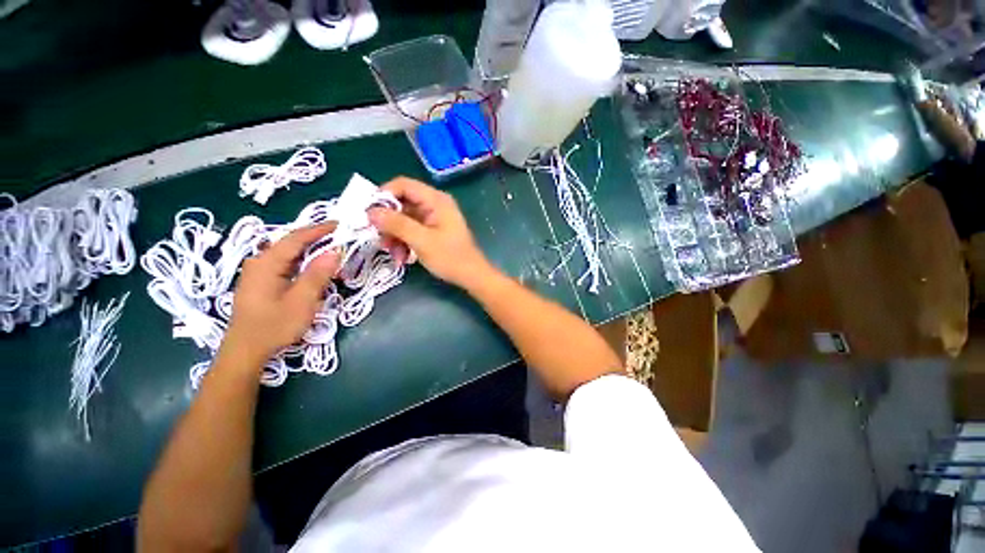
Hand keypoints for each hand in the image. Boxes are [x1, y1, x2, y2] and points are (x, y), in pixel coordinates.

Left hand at [223, 223, 341, 360]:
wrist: (246, 351)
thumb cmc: (274, 326)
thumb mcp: (302, 301)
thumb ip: (318, 274)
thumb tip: (335, 251)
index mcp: (267, 263)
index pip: (296, 238)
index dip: (319, 229)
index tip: (340, 224)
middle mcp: (259, 263)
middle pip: (291, 244)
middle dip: (316, 240)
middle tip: (340, 239)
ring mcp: (258, 273)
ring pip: (288, 255)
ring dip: (311, 253)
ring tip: (332, 254)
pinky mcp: (261, 283)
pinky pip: (285, 265)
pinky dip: (302, 263)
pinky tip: (313, 270)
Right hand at [369, 177, 489, 288]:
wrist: (471, 276)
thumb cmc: (450, 257)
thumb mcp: (421, 241)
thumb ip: (396, 224)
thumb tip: (370, 211)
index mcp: (436, 200)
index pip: (403, 185)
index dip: (383, 196)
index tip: (369, 214)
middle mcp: (434, 204)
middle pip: (401, 203)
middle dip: (388, 222)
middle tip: (378, 239)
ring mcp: (433, 218)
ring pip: (403, 219)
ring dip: (394, 236)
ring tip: (392, 254)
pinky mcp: (432, 231)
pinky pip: (411, 230)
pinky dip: (403, 242)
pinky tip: (401, 258)